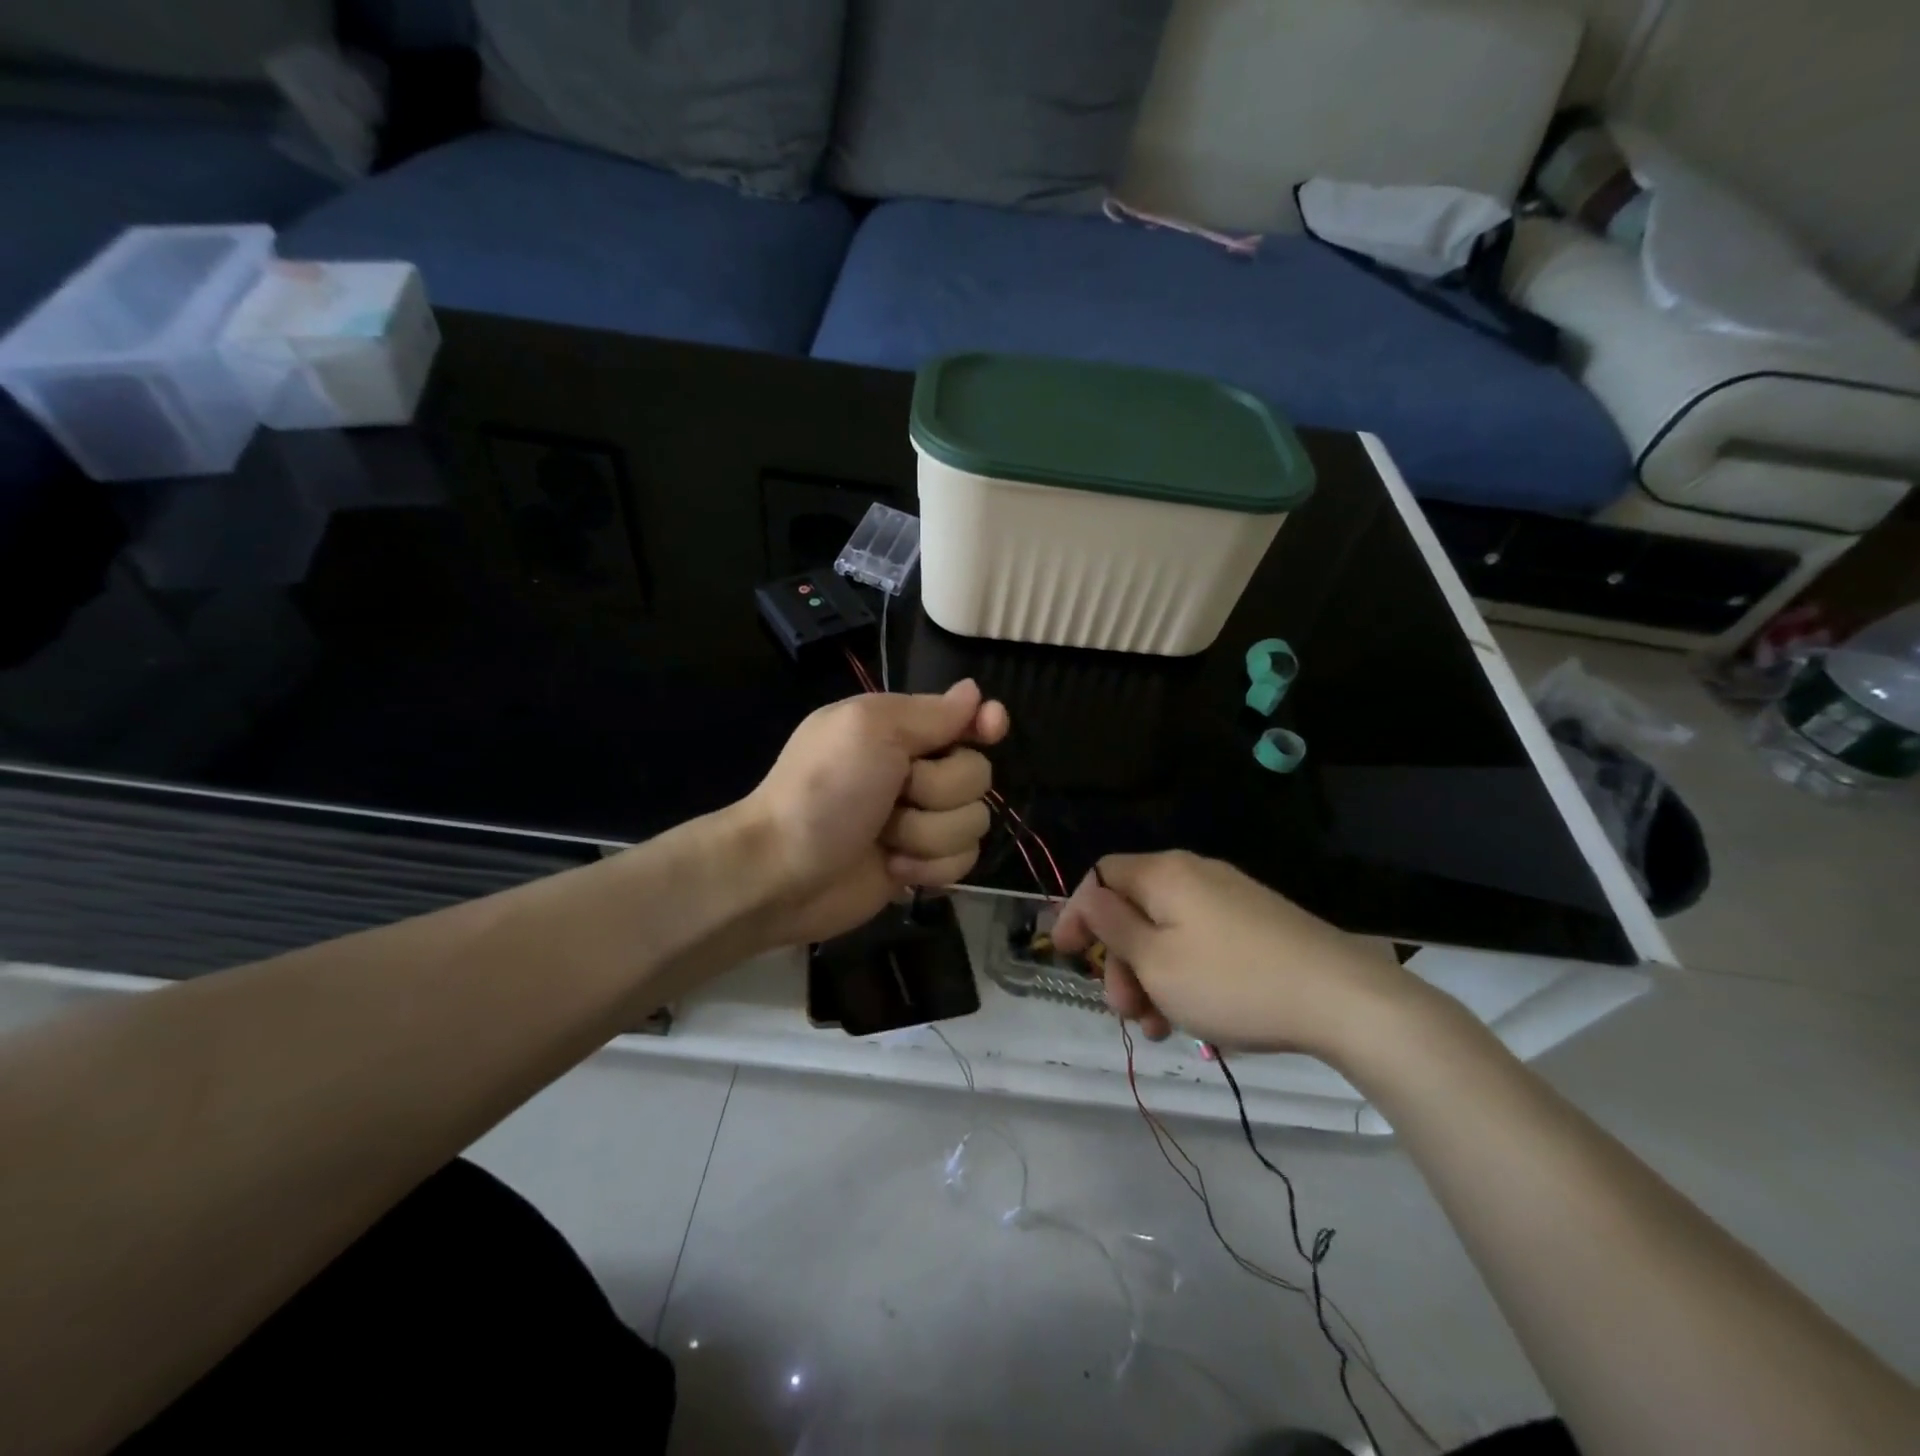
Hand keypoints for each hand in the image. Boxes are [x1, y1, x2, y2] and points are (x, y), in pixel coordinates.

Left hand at [742, 680, 1009, 946]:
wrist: (782, 872)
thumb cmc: (823, 791)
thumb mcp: (870, 730)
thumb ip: (929, 713)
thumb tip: (974, 692)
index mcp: (901, 729)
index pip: (966, 717)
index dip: (984, 723)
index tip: (990, 729)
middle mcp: (916, 770)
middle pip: (977, 774)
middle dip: (939, 791)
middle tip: (895, 796)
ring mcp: (921, 821)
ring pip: (973, 821)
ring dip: (928, 835)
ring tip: (885, 839)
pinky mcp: (922, 864)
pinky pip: (963, 861)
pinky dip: (929, 867)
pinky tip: (893, 868)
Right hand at [1050, 851, 1419, 1059]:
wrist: (1344, 999)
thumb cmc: (1232, 981)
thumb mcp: (1156, 961)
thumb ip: (1112, 925)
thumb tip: (1088, 897)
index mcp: (1164, 873)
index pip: (1101, 877)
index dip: (1077, 913)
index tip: (1064, 955)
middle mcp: (1195, 874)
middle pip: (1134, 909)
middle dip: (1119, 961)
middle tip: (1125, 1011)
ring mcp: (1230, 898)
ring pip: (1167, 932)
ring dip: (1151, 977)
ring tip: (1160, 1029)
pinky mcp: (1258, 924)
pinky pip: (1201, 942)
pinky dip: (1184, 975)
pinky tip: (1194, 1018)